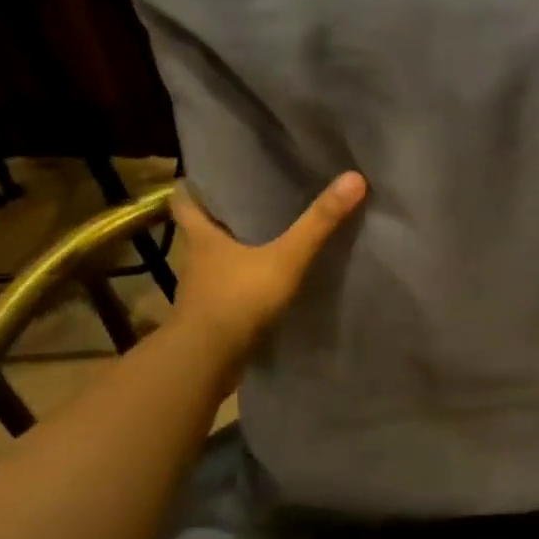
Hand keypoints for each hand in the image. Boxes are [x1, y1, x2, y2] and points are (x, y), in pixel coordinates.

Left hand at [169, 172, 366, 375]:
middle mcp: (196, 261)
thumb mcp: (285, 258)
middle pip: (201, 230)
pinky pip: (228, 292)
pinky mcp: (212, 318)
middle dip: (221, 217)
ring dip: (232, 254)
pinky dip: (241, 286)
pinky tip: (265, 284)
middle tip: (251, 201)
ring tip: (264, 241)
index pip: (185, 201)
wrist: (206, 362)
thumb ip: (318, 223)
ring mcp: (202, 292)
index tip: (210, 176)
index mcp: (202, 237)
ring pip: (214, 263)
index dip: (194, 186)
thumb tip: (353, 177)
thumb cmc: (237, 300)